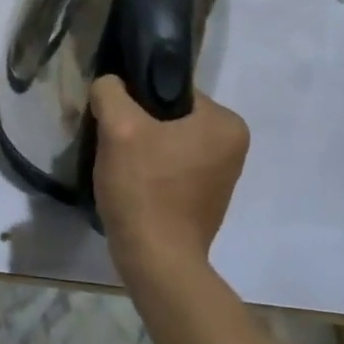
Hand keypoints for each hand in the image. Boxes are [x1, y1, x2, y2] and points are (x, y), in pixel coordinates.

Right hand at [89, 76, 248, 278]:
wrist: (156, 259)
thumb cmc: (144, 189)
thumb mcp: (119, 128)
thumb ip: (111, 92)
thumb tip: (109, 84)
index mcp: (225, 122)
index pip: (171, 89)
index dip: (136, 99)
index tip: (115, 119)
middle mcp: (233, 144)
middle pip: (169, 116)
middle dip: (139, 124)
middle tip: (113, 142)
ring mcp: (221, 174)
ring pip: (168, 141)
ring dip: (142, 147)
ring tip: (120, 165)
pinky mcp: (205, 197)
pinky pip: (172, 167)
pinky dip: (152, 170)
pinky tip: (132, 184)